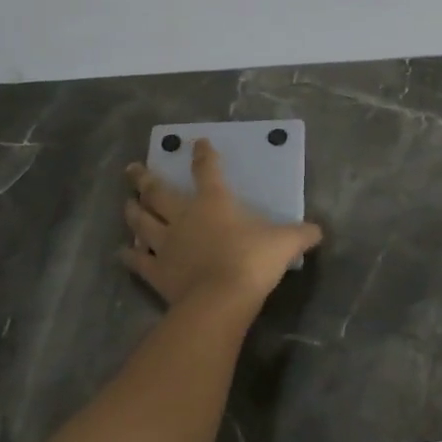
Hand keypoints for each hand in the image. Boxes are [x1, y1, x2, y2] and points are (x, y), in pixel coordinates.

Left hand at [121, 139, 322, 309]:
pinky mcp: (157, 272)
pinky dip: (129, 256)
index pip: (207, 170)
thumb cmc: (253, 261)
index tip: (196, 143)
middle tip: (132, 168)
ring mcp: (166, 244)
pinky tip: (122, 252)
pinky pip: (138, 262)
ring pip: (142, 222)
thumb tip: (319, 231)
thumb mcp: (285, 243)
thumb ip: (301, 234)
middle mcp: (184, 217)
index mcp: (214, 202)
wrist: (221, 299)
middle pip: (158, 192)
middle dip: (144, 178)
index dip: (202, 155)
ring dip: (133, 211)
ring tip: (126, 203)